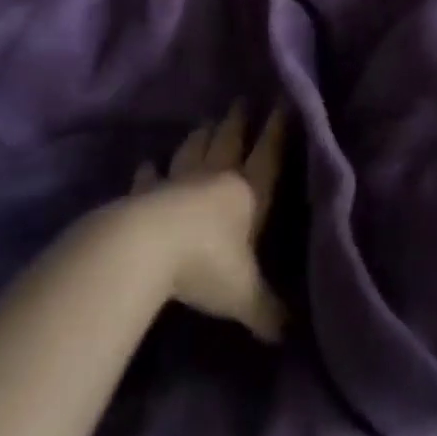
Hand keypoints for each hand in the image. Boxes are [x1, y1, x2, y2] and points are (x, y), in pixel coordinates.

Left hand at [124, 105, 288, 342]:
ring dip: (200, 136)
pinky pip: (149, 177)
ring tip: (206, 122)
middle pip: (228, 142)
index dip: (276, 130)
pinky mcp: (144, 193)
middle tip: (241, 101)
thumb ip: (268, 311)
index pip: (267, 155)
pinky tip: (147, 163)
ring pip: (193, 151)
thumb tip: (291, 334)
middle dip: (238, 122)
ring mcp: (177, 182)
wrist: (144, 249)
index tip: (282, 103)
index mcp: (246, 193)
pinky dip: (149, 171)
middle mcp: (215, 178)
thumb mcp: (244, 294)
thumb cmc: (205, 264)